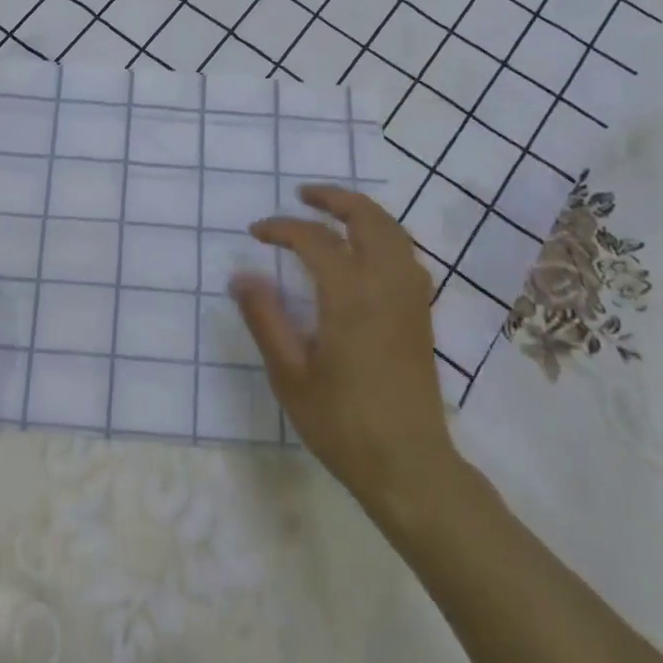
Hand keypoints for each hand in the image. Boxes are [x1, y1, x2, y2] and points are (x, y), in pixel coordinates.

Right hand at [230, 185, 461, 510]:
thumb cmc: (342, 424)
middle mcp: (386, 287)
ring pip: (395, 233)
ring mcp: (411, 300)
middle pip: (369, 219)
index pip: (315, 240)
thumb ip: (265, 319)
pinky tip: (365, 252)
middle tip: (303, 195)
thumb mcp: (289, 375)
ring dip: (363, 213)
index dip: (282, 227)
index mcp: (350, 298)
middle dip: (335, 198)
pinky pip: (407, 255)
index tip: (256, 232)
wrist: (410, 466)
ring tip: (332, 213)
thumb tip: (241, 275)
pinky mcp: (421, 316)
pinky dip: (383, 235)